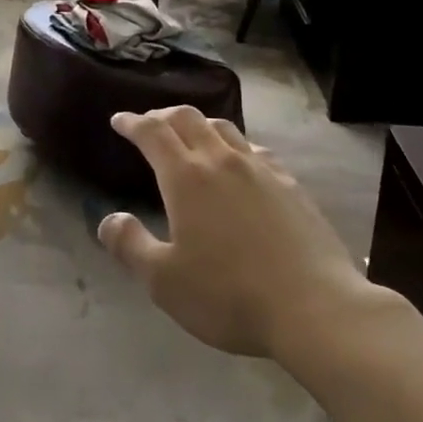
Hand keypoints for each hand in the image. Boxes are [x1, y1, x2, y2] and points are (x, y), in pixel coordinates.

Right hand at [99, 107, 365, 358]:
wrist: (314, 306)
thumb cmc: (229, 295)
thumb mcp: (164, 281)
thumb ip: (131, 245)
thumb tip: (108, 219)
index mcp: (186, 177)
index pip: (152, 133)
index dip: (132, 122)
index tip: (119, 121)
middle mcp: (221, 160)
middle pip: (188, 118)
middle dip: (163, 115)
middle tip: (150, 123)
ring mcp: (260, 168)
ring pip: (223, 127)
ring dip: (199, 124)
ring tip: (191, 135)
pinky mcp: (290, 183)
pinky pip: (255, 149)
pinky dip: (235, 145)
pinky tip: (240, 162)